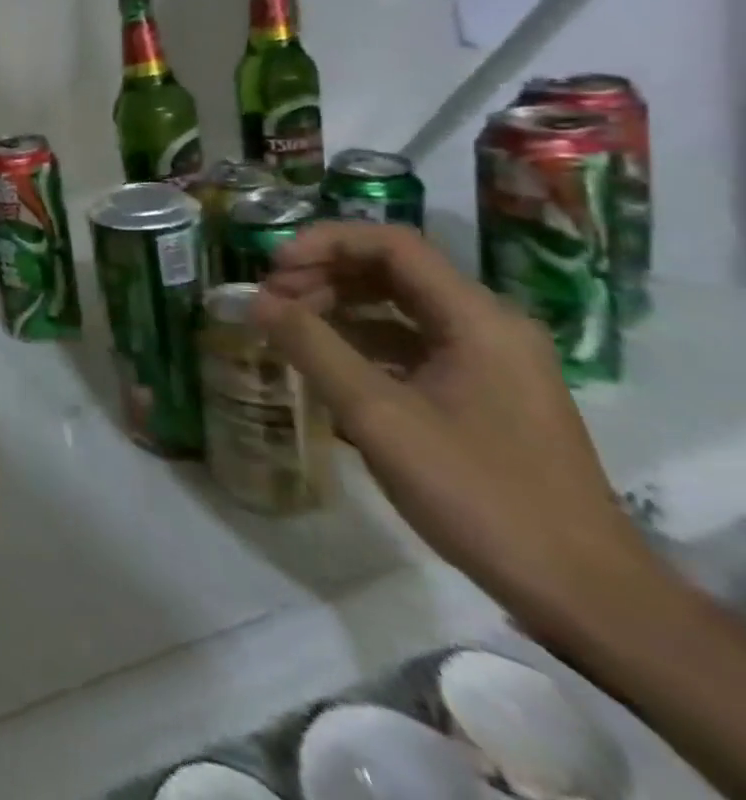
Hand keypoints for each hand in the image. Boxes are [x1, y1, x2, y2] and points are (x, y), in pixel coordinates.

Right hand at [253, 223, 660, 641]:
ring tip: (288, 330)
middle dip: (323, 276)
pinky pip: (410, 344)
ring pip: (398, 307)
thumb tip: (255, 301)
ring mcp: (489, 361)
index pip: (391, 244)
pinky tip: (325, 365)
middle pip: (393, 271)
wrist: (584, 595)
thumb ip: (313, 347)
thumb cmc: (479, 493)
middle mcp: (488, 326)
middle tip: (270, 302)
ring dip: (338, 307)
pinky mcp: (482, 394)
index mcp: (477, 318)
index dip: (323, 243)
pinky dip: (361, 342)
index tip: (272, 269)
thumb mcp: (379, 416)